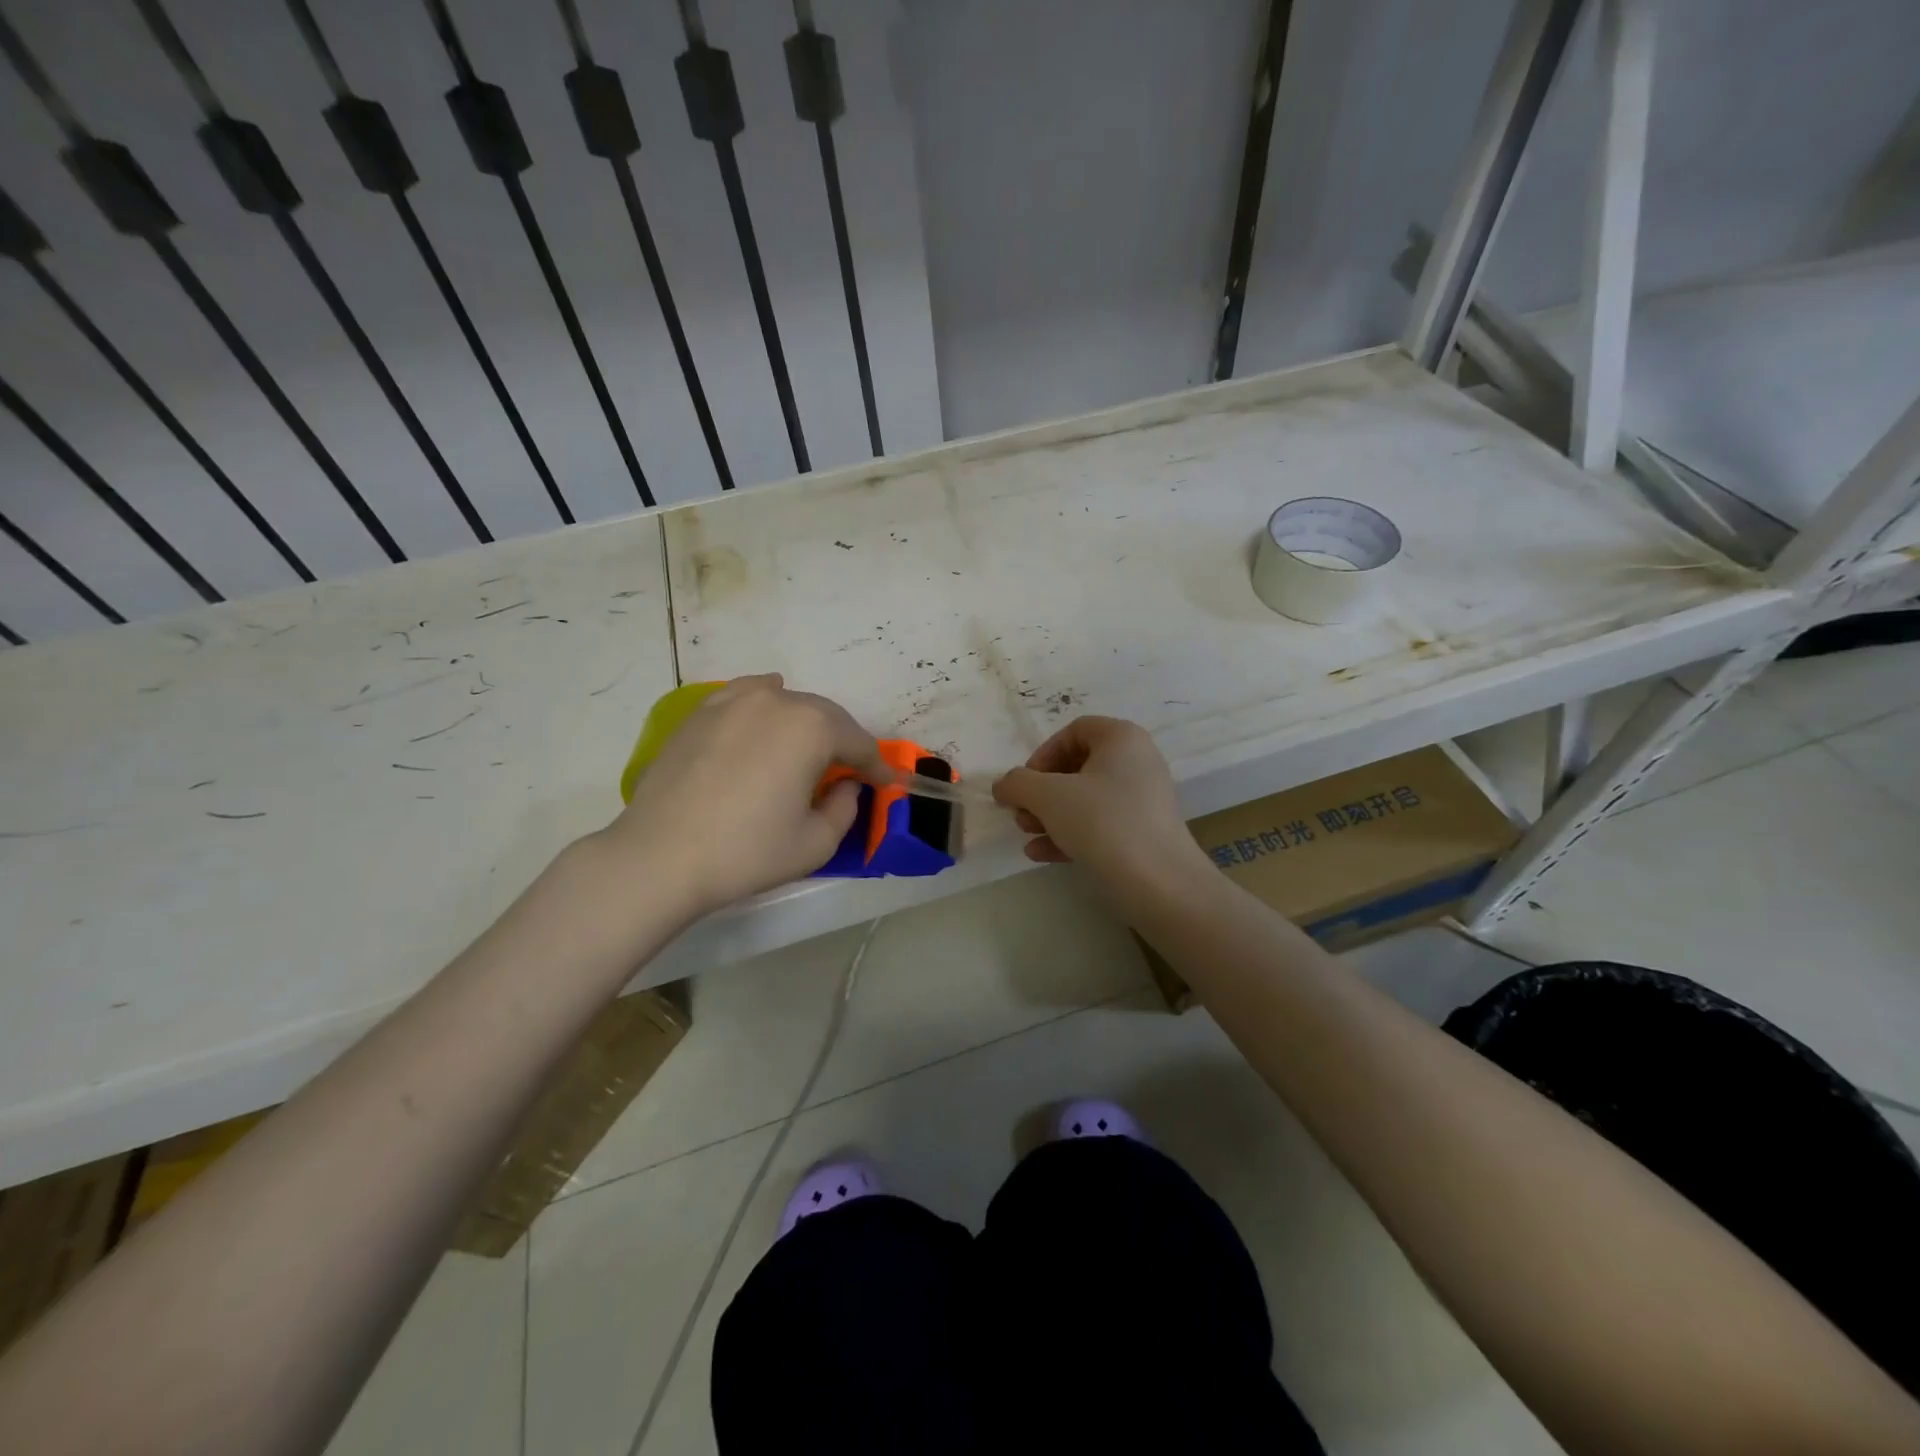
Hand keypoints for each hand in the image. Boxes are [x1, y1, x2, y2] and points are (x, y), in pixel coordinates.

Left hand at [591, 674, 881, 919]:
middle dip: (844, 743)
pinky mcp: (703, 711)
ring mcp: (735, 700)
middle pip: (826, 717)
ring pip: (788, 703)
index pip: (859, 744)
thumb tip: (845, 784)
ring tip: (809, 750)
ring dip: (808, 724)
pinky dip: (768, 704)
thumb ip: (846, 807)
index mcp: (812, 728)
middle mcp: (777, 701)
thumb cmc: (747, 852)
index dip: (876, 767)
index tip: (887, 783)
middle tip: (851, 771)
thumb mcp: (816, 842)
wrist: (659, 856)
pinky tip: (769, 710)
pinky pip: (748, 697)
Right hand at [992, 716, 1203, 886]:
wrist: (1158, 882)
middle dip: (1041, 791)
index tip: (1025, 783)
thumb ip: (1017, 783)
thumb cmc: (1102, 822)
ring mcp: (1143, 799)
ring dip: (1050, 814)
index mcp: (1121, 738)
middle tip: (1022, 814)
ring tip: (1028, 835)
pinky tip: (1041, 854)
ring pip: (1086, 798)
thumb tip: (1003, 786)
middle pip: (1077, 766)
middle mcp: (1137, 761)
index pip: (1074, 731)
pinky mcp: (1143, 832)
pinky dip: (1070, 833)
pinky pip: (1100, 823)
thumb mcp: (1048, 796)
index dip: (1042, 754)